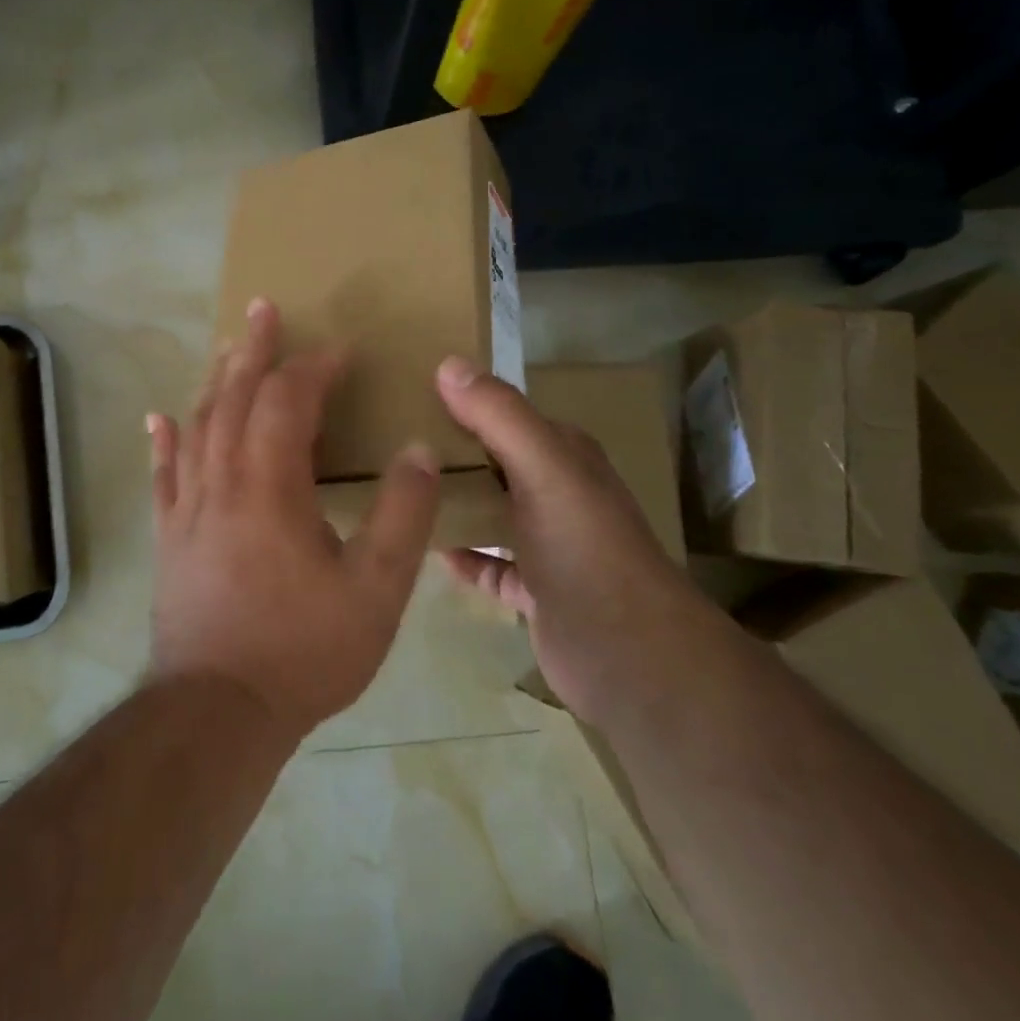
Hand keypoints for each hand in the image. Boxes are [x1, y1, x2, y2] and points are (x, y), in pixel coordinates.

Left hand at [146, 299, 440, 738]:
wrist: (217, 711)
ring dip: (214, 381)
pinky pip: (164, 474)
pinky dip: (164, 440)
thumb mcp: (376, 591)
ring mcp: (187, 508)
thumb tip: (418, 450)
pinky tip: (159, 418)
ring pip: (197, 426)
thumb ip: (402, 516)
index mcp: (270, 486)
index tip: (341, 350)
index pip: (288, 402)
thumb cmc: (303, 651)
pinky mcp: (169, 536)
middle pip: (232, 397)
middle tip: (261, 309)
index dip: (314, 368)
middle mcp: (221, 481)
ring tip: (226, 348)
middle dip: (252, 350)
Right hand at [433, 357, 687, 719]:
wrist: (630, 656)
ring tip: (400, 495)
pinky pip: (490, 565)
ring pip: (492, 513)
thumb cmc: (585, 549)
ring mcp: (549, 545)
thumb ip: (500, 416)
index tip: (407, 397)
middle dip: (451, 454)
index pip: (506, 415)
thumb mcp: (543, 470)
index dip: (463, 402)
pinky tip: (430, 551)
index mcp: (564, 456)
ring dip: (456, 504)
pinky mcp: (536, 591)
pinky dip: (465, 558)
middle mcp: (558, 493)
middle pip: (495, 463)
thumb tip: (448, 364)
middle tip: (389, 447)